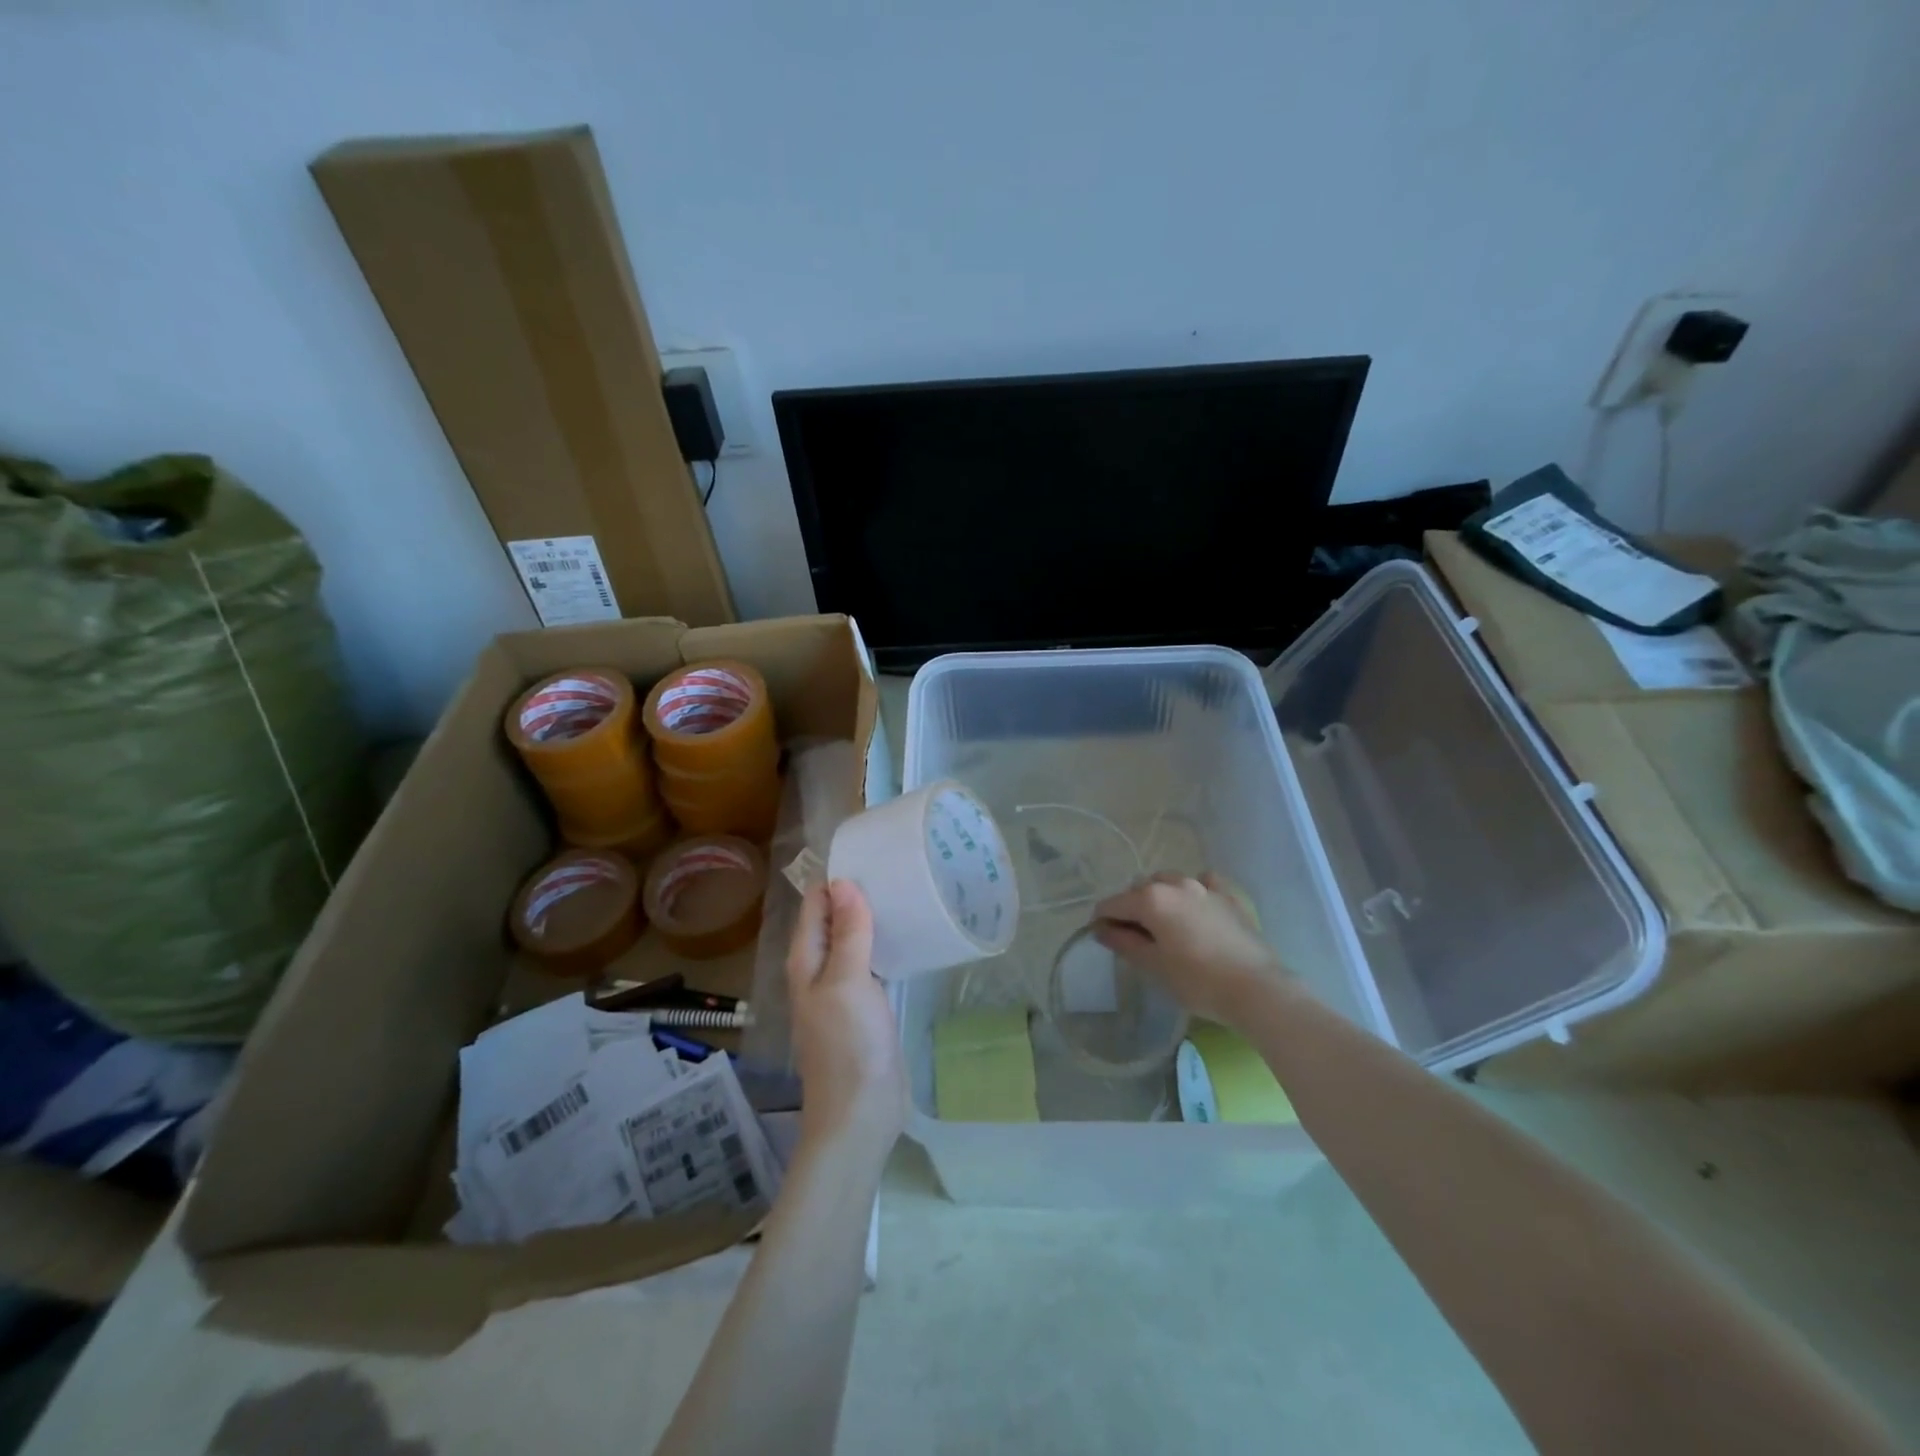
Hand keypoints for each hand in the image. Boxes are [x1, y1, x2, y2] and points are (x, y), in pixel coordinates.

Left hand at [785, 880, 906, 1165]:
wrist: (860, 1112)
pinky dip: (883, 946)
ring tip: (903, 893)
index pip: (815, 904)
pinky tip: (906, 937)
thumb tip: (843, 882)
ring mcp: (841, 990)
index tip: (869, 854)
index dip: (835, 877)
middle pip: (833, 920)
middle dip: (856, 895)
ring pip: (853, 942)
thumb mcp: (847, 981)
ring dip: (871, 920)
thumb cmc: (849, 1043)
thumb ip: (847, 933)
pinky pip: (870, 964)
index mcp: (805, 960)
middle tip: (895, 869)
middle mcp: (818, 970)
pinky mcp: (864, 1007)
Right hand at [1093, 871, 1286, 1027]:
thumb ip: (1124, 943)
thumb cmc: (1198, 981)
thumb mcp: (1154, 965)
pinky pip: (1203, 883)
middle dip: (1131, 907)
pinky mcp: (1229, 896)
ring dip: (1160, 897)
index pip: (1113, 904)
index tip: (1102, 937)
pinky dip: (1193, 891)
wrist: (1257, 989)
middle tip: (1134, 936)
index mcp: (1151, 899)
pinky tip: (1196, 908)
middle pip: (1140, 889)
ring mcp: (1205, 887)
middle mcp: (1175, 884)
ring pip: (1170, 882)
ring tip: (1164, 924)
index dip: (1102, 920)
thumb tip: (1102, 929)